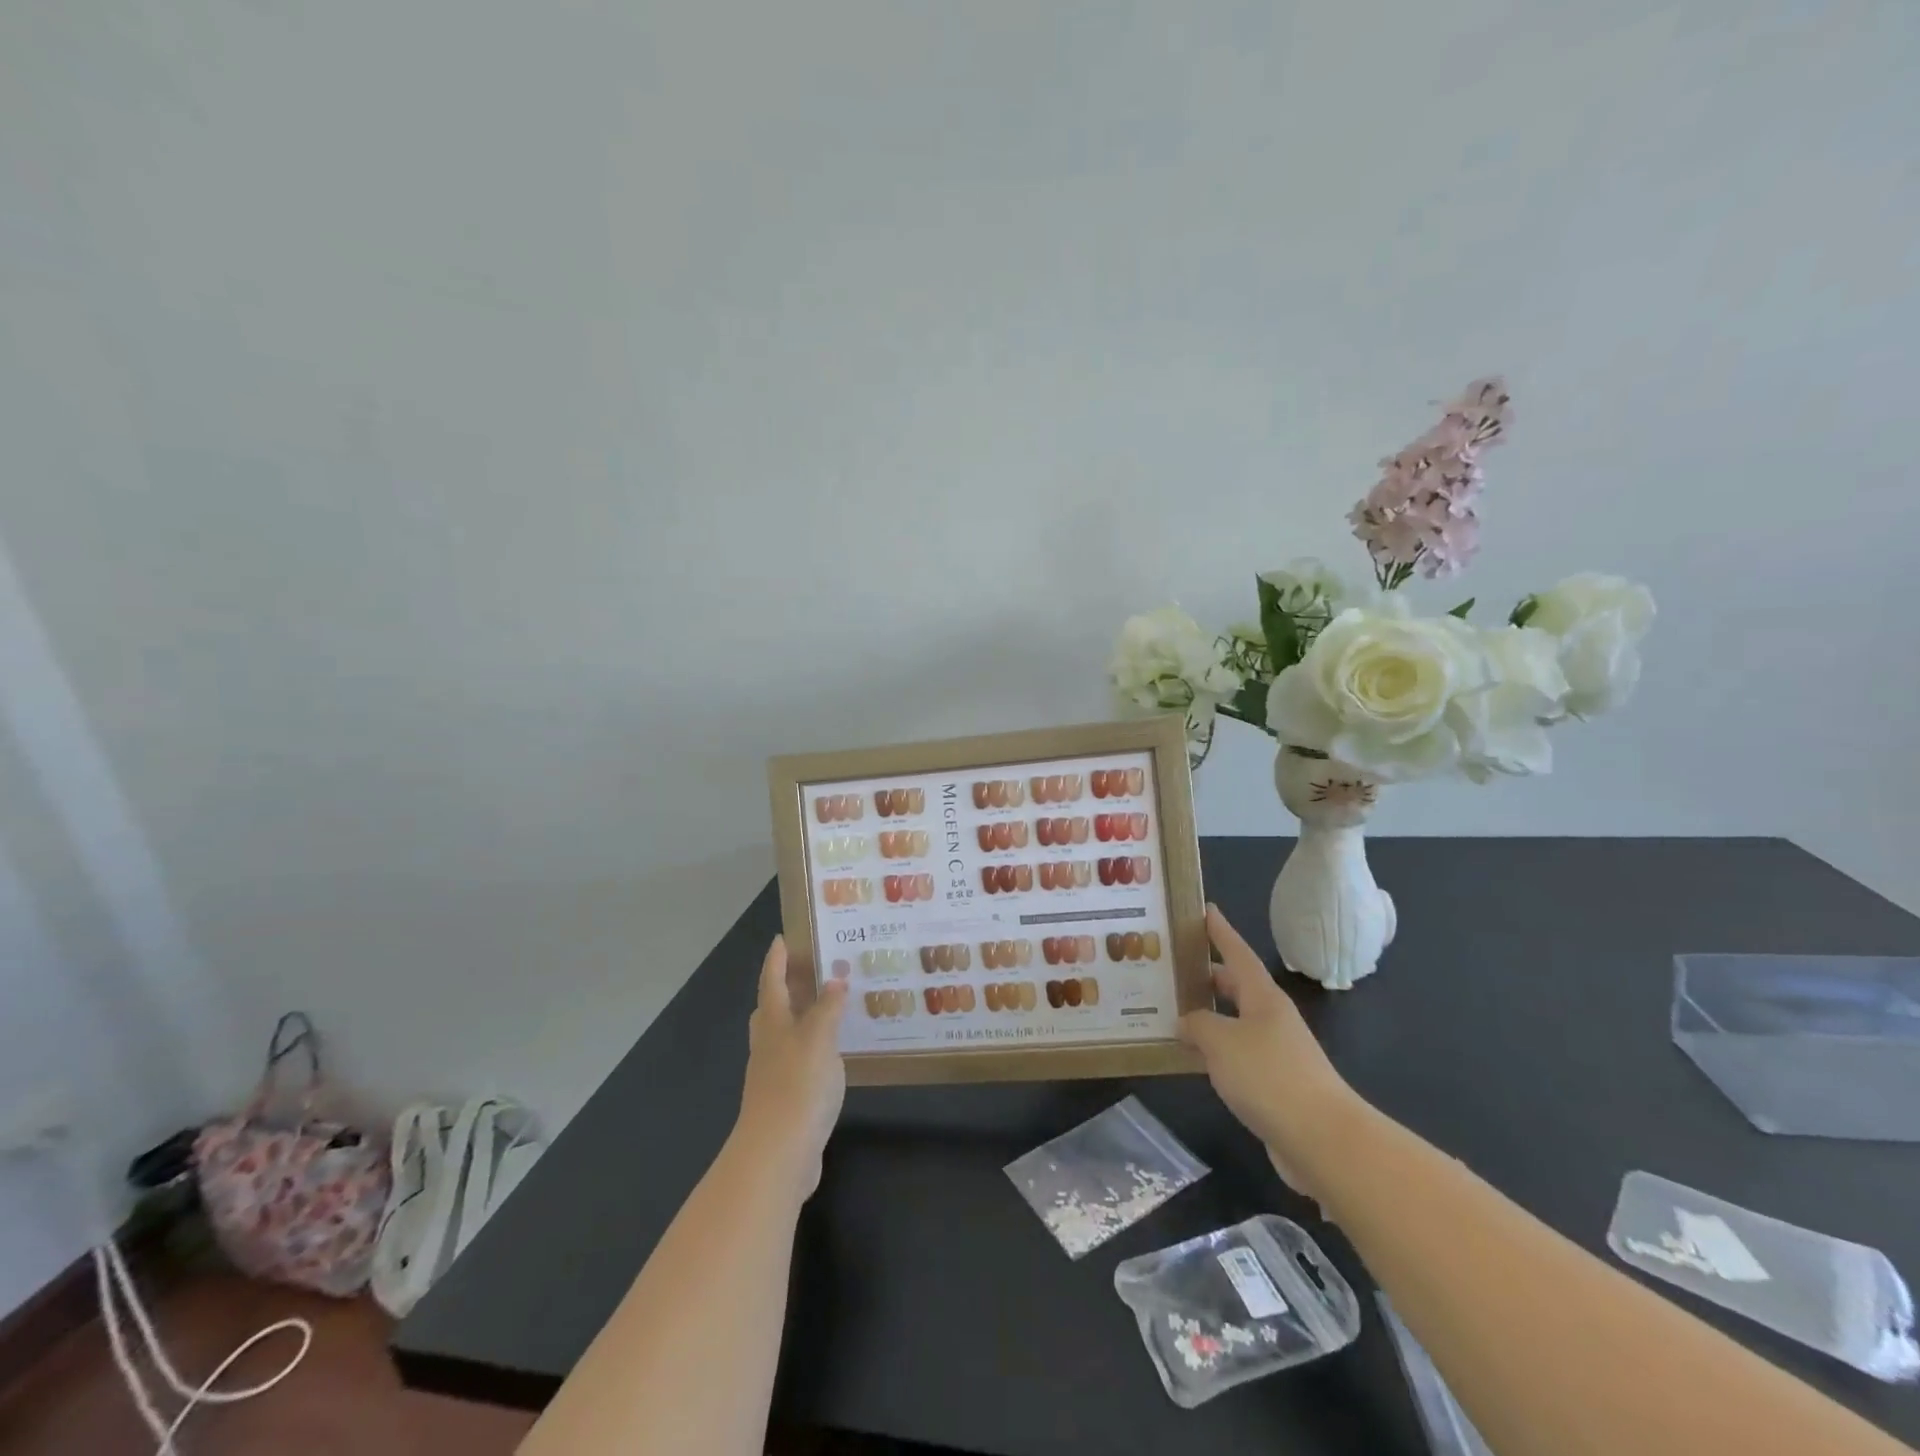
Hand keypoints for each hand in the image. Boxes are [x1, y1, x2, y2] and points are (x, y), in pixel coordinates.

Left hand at [734, 935, 847, 1198]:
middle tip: (815, 968)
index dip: (777, 958)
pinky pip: (801, 1060)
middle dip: (789, 986)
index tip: (784, 936)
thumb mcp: (819, 1038)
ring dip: (804, 1016)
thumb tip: (835, 980)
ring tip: (834, 1005)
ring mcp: (775, 1074)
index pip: (771, 980)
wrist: (778, 1155)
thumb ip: (827, 1008)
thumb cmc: (797, 1086)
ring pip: (786, 1034)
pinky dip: (815, 1047)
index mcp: (772, 1023)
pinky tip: (836, 1051)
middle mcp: (769, 1044)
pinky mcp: (787, 1099)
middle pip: (773, 1007)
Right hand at [1179, 905, 1361, 1196]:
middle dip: (1206, 975)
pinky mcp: (1273, 1085)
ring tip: (1171, 1011)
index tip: (1205, 908)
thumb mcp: (1221, 1041)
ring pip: (1233, 1023)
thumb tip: (1186, 1021)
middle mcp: (1270, 1018)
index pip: (1237, 952)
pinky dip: (1213, 1051)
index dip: (1220, 931)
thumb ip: (1197, 1024)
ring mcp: (1275, 1052)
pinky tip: (1191, 1058)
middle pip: (1235, 987)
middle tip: (1171, 966)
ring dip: (1206, 1016)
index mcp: (1262, 997)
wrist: (1322, 1140)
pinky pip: (1235, 1056)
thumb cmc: (1269, 1075)